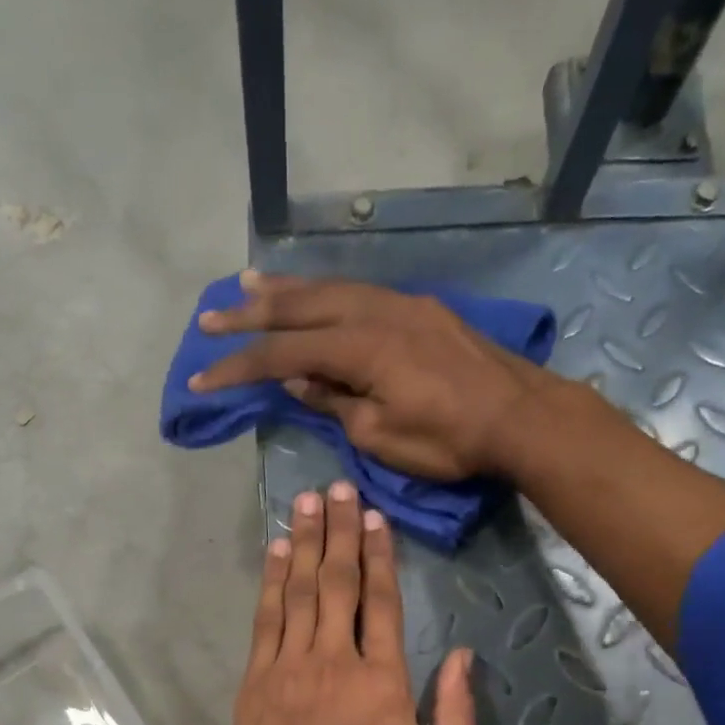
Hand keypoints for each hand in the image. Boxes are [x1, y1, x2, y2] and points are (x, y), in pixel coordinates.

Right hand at [192, 272, 540, 480]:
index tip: (202, 378)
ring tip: (248, 284)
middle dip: (250, 313)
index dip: (239, 367)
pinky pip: (361, 291)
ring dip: (286, 290)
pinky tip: (315, 294)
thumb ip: (335, 403)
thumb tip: (300, 380)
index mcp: (360, 347)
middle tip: (209, 316)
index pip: (283, 354)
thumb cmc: (450, 439)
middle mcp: (375, 312)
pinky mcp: (421, 309)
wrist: (521, 416)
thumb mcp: (381, 436)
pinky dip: (327, 292)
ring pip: (331, 289)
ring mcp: (401, 304)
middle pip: (300, 307)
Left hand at [224, 479, 476, 724]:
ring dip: (303, 544)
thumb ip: (458, 716)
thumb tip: (461, 656)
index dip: (378, 554)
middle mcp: (334, 662)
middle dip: (338, 532)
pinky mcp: (254, 686)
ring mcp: (288, 671)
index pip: (382, 601)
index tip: (373, 516)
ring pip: (298, 592)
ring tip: (306, 503)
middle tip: (336, 488)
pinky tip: (275, 555)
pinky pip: (264, 622)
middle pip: (337, 583)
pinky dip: (270, 583)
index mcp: (383, 682)